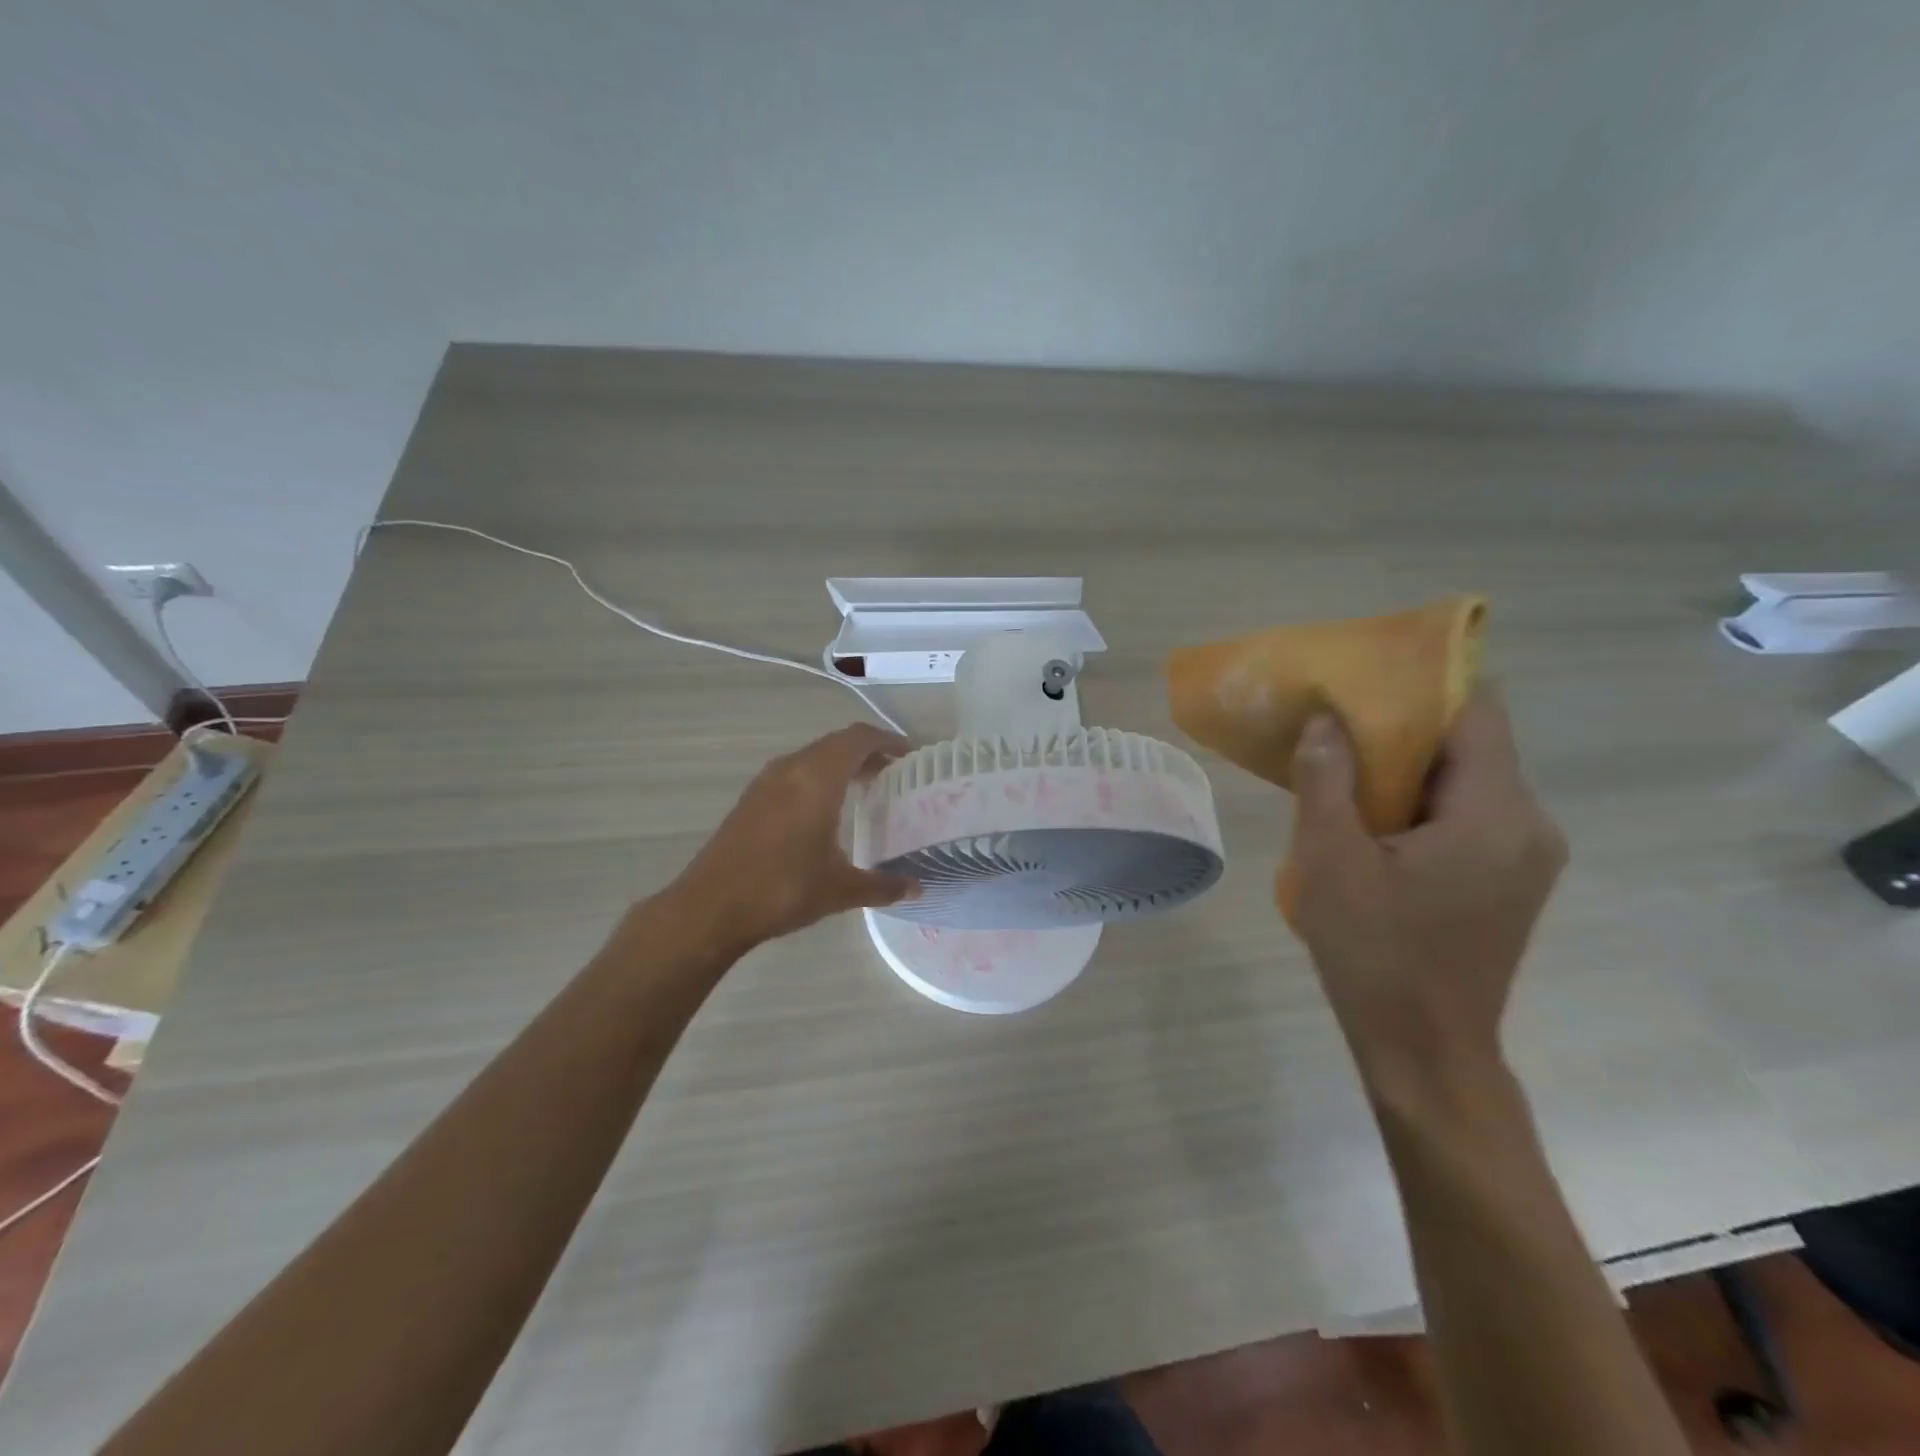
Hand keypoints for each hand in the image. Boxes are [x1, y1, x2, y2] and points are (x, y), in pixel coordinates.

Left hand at [670, 723, 919, 953]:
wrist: (711, 907)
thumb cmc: (783, 889)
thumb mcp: (840, 890)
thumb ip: (883, 886)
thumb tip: (916, 888)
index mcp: (818, 778)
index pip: (858, 739)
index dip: (887, 740)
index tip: (910, 754)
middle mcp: (792, 769)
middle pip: (836, 743)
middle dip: (867, 752)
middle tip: (894, 773)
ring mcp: (766, 782)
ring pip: (812, 756)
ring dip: (840, 764)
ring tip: (865, 788)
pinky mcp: (751, 799)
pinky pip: (794, 772)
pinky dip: (817, 777)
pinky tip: (825, 809)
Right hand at [1287, 690, 1566, 1089]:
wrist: (1424, 1048)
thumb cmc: (1374, 952)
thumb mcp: (1330, 859)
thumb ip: (1327, 779)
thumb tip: (1326, 719)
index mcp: (1495, 813)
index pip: (1477, 711)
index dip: (1424, 683)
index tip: (1367, 674)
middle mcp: (1530, 824)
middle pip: (1474, 744)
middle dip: (1406, 726)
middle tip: (1339, 719)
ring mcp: (1527, 855)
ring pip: (1469, 780)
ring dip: (1410, 767)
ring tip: (1345, 765)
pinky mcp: (1511, 879)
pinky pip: (1469, 814)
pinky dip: (1423, 802)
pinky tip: (1373, 817)